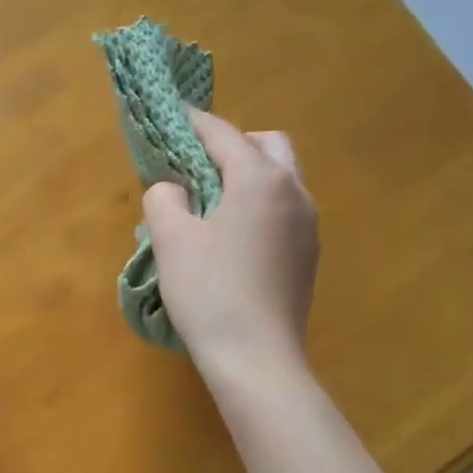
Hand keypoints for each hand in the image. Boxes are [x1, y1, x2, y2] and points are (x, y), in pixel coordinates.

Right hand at [144, 110, 319, 373]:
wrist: (257, 358)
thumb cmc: (209, 292)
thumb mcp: (171, 240)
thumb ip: (164, 199)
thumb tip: (172, 190)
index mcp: (260, 180)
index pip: (224, 135)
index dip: (195, 122)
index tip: (172, 114)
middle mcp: (294, 193)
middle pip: (268, 145)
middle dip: (233, 144)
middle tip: (197, 164)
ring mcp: (308, 225)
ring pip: (282, 178)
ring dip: (249, 174)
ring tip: (211, 200)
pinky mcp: (308, 255)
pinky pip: (284, 209)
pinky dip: (259, 204)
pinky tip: (232, 235)